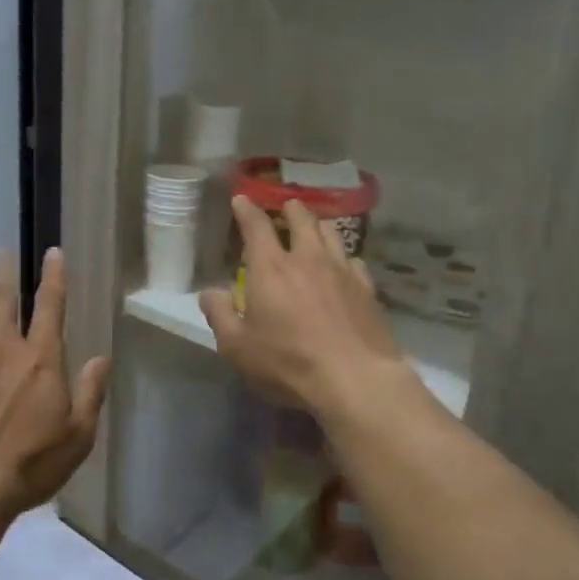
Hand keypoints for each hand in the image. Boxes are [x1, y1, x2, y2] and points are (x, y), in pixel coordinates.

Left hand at [0, 248, 111, 516]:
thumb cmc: (32, 462)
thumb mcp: (78, 434)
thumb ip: (91, 392)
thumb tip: (102, 358)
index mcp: (42, 359)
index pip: (51, 307)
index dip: (54, 277)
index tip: (53, 252)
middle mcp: (4, 349)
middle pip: (5, 302)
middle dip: (6, 274)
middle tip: (2, 251)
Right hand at [200, 197, 406, 416]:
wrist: (354, 380)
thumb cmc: (288, 363)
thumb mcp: (237, 347)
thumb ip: (220, 315)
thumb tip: (211, 292)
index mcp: (271, 269)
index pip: (256, 227)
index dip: (247, 210)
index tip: (242, 200)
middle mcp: (308, 259)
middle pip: (302, 220)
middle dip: (291, 209)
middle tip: (286, 206)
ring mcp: (342, 271)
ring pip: (331, 234)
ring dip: (318, 225)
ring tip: (314, 227)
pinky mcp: (367, 290)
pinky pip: (354, 261)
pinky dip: (343, 256)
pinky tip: (343, 265)